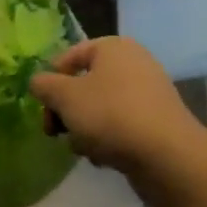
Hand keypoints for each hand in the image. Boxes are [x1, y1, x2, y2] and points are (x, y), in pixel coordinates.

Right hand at [29, 37, 206, 206]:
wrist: (169, 158)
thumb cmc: (111, 115)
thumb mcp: (66, 97)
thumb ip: (44, 85)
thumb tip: (37, 82)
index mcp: (113, 47)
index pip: (70, 56)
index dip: (52, 80)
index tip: (43, 106)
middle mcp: (133, 63)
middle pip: (85, 83)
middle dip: (67, 109)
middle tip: (55, 131)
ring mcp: (149, 94)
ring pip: (101, 107)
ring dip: (85, 127)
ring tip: (83, 148)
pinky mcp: (157, 123)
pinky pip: (121, 125)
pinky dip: (108, 139)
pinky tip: (104, 159)